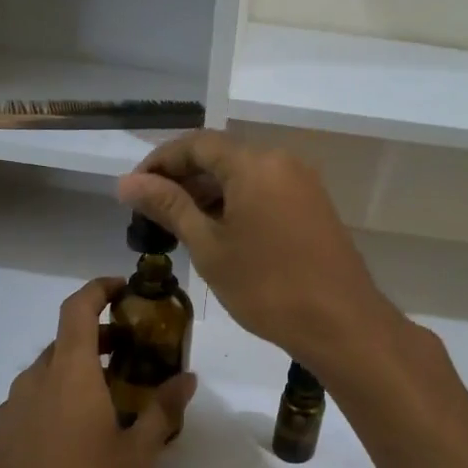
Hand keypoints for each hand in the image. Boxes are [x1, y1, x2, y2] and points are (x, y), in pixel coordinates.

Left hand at [0, 277, 196, 467]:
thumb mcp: (135, 458)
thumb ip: (162, 412)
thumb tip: (187, 378)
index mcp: (69, 375)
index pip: (78, 308)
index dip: (100, 289)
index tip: (125, 288)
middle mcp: (35, 380)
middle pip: (66, 340)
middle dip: (100, 337)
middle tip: (135, 354)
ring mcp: (12, 408)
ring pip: (49, 372)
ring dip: (80, 370)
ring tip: (113, 399)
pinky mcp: (0, 435)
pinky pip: (35, 400)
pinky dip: (59, 397)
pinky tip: (79, 435)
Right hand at [117, 132, 400, 373]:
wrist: (340, 323)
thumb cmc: (267, 286)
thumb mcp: (209, 247)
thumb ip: (169, 207)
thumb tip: (127, 183)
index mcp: (254, 163)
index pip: (195, 144)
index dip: (158, 162)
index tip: (133, 192)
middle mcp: (282, 161)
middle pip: (221, 157)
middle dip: (182, 179)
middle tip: (151, 214)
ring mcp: (302, 184)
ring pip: (243, 176)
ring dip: (208, 194)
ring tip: (179, 227)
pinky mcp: (313, 207)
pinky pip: (265, 192)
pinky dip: (236, 205)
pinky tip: (217, 234)